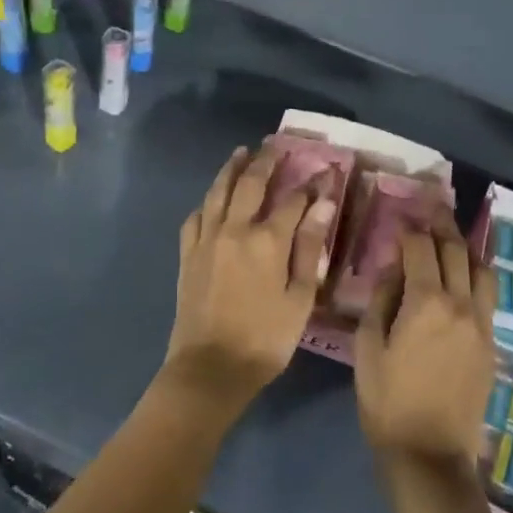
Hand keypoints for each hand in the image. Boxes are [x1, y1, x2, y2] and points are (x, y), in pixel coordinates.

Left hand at [166, 145, 335, 409]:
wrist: (210, 368)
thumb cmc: (265, 338)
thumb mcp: (300, 298)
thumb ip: (310, 247)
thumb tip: (323, 204)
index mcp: (267, 240)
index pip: (294, 200)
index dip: (311, 184)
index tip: (324, 171)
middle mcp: (235, 229)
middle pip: (250, 183)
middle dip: (265, 161)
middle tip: (274, 143)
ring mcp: (207, 239)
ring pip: (218, 192)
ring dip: (231, 169)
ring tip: (240, 152)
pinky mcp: (188, 254)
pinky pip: (196, 217)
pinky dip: (207, 202)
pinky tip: (212, 200)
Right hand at [355, 212, 497, 468]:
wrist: (429, 453)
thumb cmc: (387, 401)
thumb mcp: (369, 347)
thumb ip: (383, 299)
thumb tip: (395, 269)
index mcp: (426, 303)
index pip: (422, 249)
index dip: (410, 229)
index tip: (401, 219)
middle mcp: (461, 304)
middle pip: (456, 251)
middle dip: (442, 226)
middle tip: (431, 210)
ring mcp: (482, 324)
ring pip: (481, 270)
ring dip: (466, 248)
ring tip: (453, 238)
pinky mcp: (491, 343)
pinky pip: (489, 297)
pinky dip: (477, 276)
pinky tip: (466, 275)